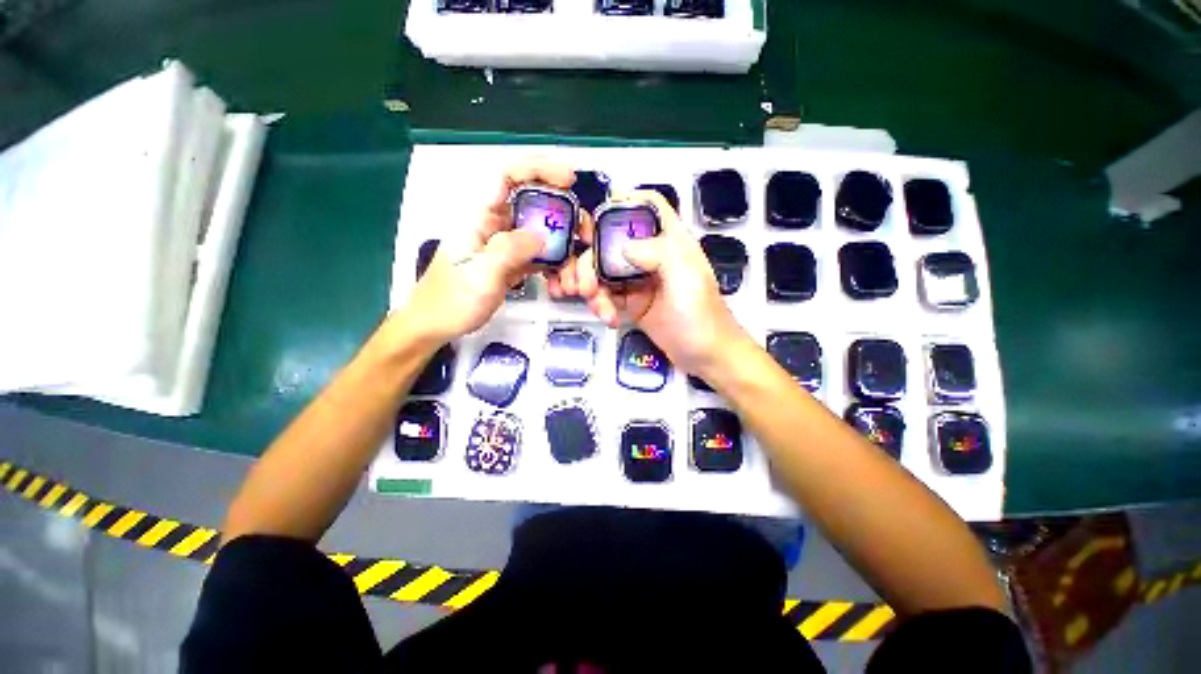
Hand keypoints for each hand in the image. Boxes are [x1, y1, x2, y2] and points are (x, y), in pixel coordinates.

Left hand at [398, 158, 575, 343]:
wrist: (438, 324)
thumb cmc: (451, 299)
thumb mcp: (480, 275)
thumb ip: (509, 250)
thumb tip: (542, 236)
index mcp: (480, 216)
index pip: (508, 176)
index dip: (539, 169)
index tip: (569, 180)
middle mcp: (496, 224)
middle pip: (535, 204)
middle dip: (564, 216)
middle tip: (584, 236)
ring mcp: (506, 244)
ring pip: (542, 233)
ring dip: (563, 249)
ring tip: (575, 273)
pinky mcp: (513, 262)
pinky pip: (541, 256)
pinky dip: (555, 267)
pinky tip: (561, 282)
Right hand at [576, 190, 750, 376]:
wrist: (706, 356)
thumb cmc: (701, 315)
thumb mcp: (686, 279)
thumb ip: (657, 253)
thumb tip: (621, 245)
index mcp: (670, 240)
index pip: (648, 206)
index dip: (622, 204)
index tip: (593, 223)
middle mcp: (651, 255)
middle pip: (611, 241)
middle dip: (590, 261)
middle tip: (582, 286)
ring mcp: (639, 280)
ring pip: (603, 270)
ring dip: (591, 287)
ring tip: (597, 307)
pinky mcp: (631, 302)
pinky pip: (606, 295)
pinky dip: (600, 305)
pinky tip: (608, 319)